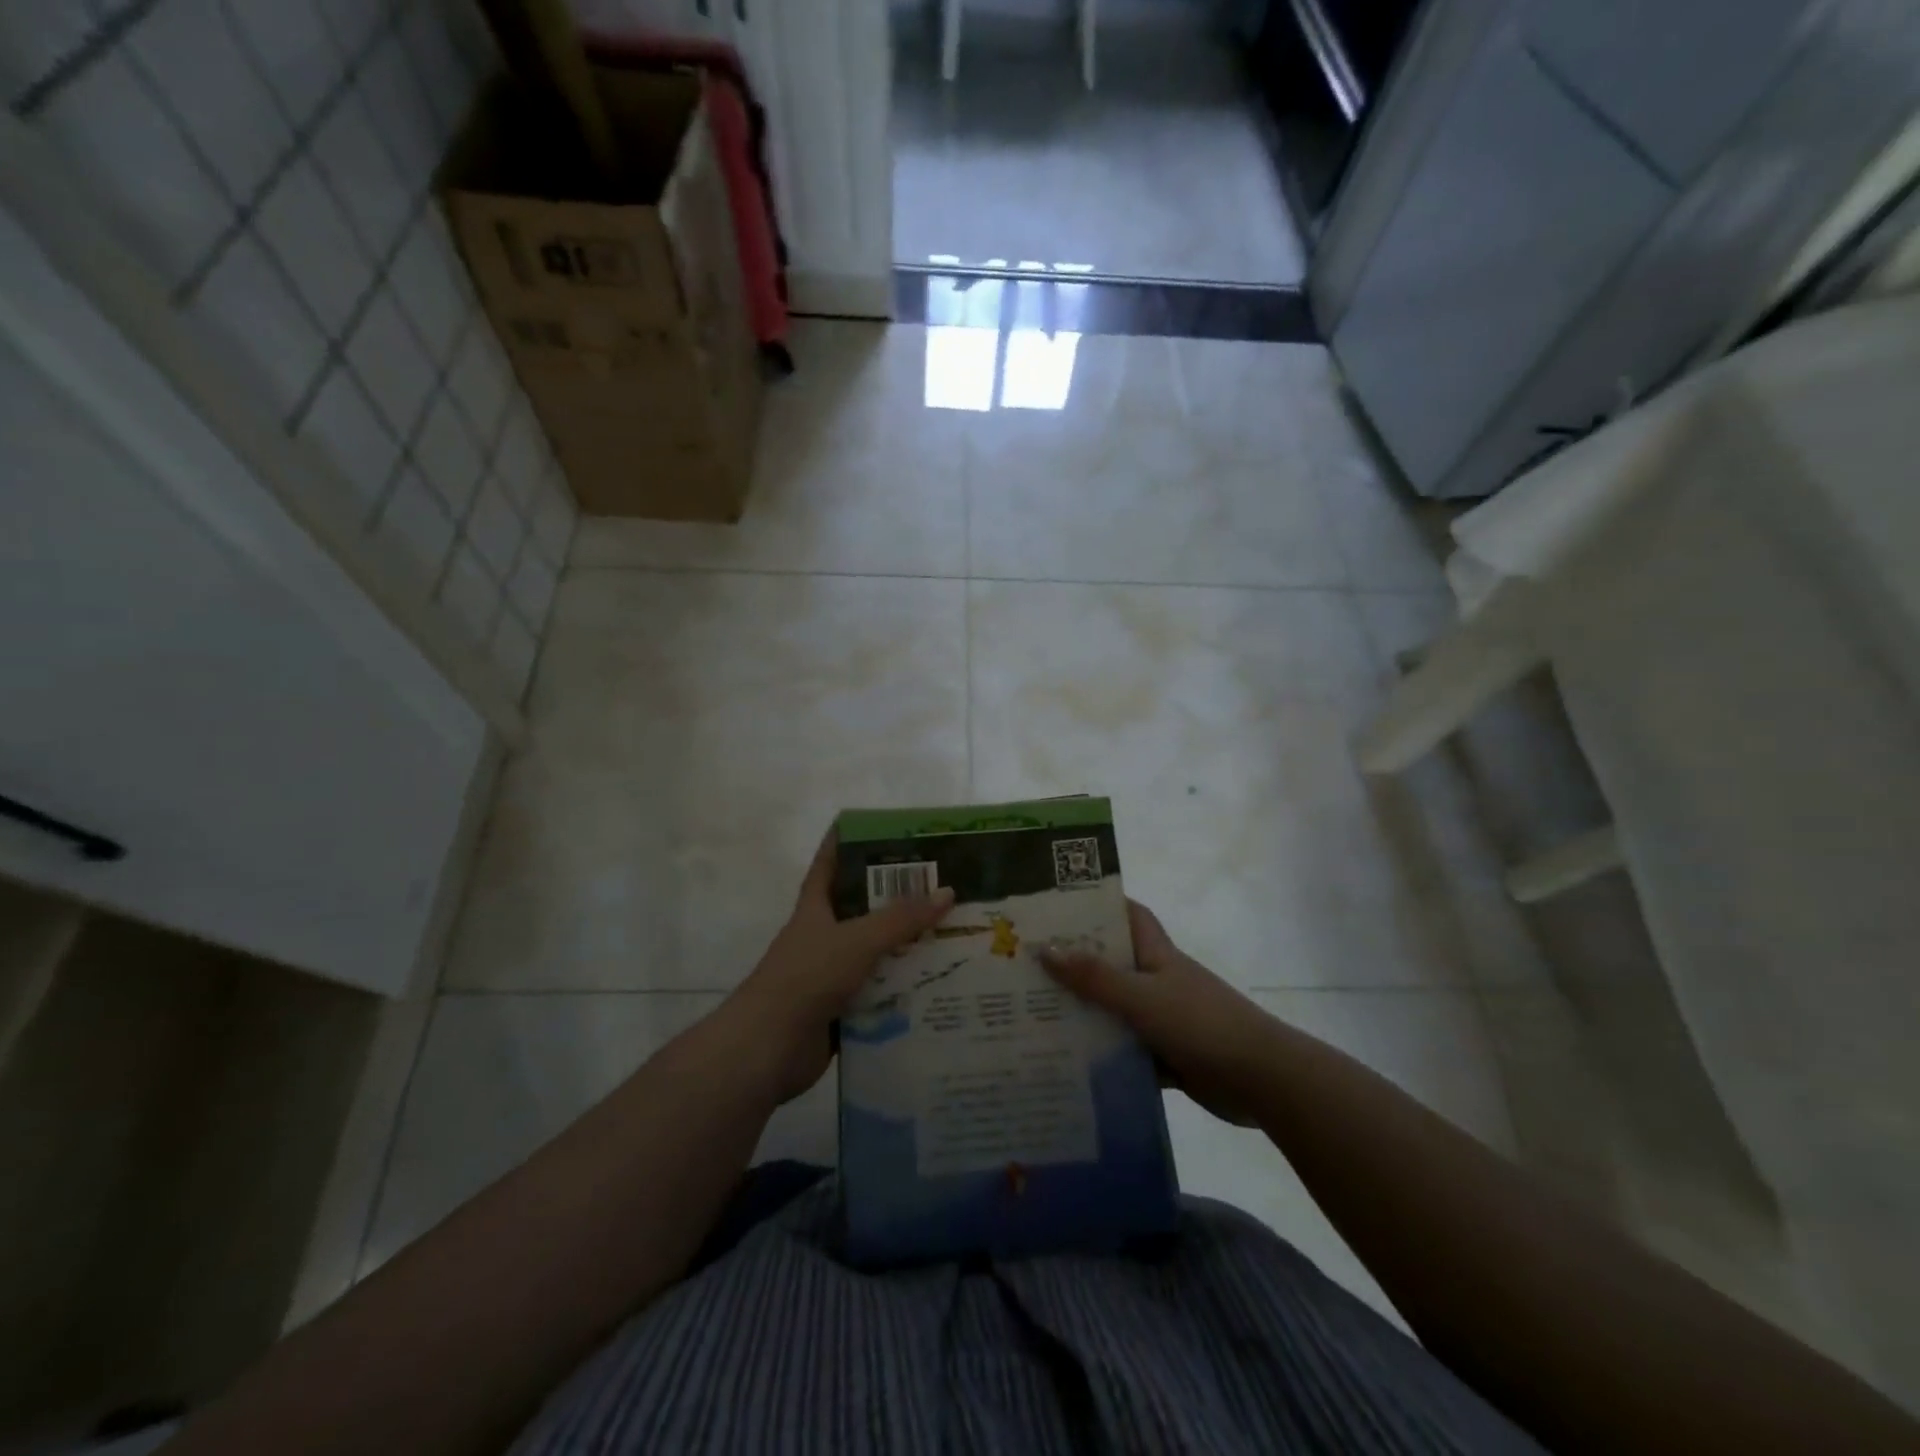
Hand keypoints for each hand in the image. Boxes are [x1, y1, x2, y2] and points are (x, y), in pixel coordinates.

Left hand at [729, 831, 953, 1102]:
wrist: (768, 1048)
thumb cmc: (807, 978)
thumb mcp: (857, 940)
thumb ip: (902, 919)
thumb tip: (947, 892)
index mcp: (815, 909)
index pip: (829, 864)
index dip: (846, 842)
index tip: (876, 827)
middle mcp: (822, 937)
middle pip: (862, 910)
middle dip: (896, 899)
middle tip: (940, 886)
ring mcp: (830, 975)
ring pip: (875, 954)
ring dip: (906, 948)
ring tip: (951, 935)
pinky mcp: (840, 1010)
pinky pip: (878, 993)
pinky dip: (902, 991)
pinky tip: (937, 986)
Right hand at [1039, 901, 1271, 1126]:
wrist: (1261, 1080)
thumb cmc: (1200, 1023)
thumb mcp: (1141, 997)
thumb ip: (1094, 978)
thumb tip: (1044, 949)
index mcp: (1157, 955)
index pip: (1129, 916)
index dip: (1100, 905)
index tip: (1059, 906)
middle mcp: (1159, 982)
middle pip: (1113, 964)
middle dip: (1077, 964)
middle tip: (1029, 965)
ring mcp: (1164, 1020)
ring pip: (1116, 1010)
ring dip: (1086, 1014)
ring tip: (1035, 1015)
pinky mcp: (1168, 1057)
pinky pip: (1127, 1051)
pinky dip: (1104, 1056)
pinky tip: (1068, 1063)